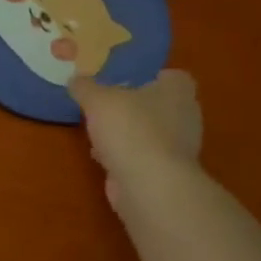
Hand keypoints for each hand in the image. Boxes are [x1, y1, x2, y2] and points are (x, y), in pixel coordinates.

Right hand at [69, 70, 203, 205]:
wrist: (148, 184)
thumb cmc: (130, 129)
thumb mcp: (97, 99)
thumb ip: (85, 87)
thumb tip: (75, 80)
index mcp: (177, 91)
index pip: (172, 76)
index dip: (150, 76)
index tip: (126, 80)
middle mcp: (185, 117)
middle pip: (159, 105)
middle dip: (135, 106)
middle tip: (107, 104)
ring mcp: (178, 148)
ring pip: (150, 132)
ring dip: (128, 133)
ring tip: (99, 131)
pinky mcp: (166, 173)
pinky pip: (143, 157)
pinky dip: (125, 156)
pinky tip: (103, 156)